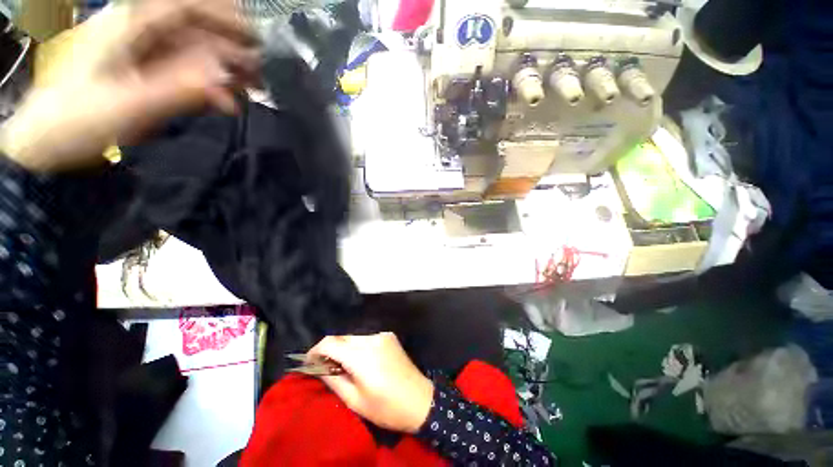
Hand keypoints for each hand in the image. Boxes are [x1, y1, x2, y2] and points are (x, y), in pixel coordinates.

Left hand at [0, 0, 257, 171]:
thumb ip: (177, 88)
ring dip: (226, 70)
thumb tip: (224, 77)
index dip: (224, 17)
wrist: (49, 139)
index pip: (185, 7)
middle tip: (259, 76)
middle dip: (232, 49)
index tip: (256, 38)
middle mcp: (140, 30)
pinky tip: (227, 103)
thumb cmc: (78, 120)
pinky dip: (211, 86)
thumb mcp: (128, 104)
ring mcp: (144, 51)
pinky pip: (188, 71)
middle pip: (196, 28)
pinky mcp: (149, 71)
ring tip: (251, 92)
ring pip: (196, 51)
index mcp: (129, 25)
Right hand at [308, 332, 434, 433]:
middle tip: (327, 369)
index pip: (330, 342)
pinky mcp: (389, 336)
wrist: (420, 400)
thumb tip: (318, 367)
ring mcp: (383, 335)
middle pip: (342, 338)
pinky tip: (363, 362)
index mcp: (362, 355)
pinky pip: (367, 338)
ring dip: (345, 349)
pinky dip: (358, 347)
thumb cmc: (386, 407)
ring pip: (354, 337)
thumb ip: (334, 380)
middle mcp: (372, 339)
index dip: (315, 350)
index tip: (309, 362)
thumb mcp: (355, 400)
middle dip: (330, 350)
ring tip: (346, 368)